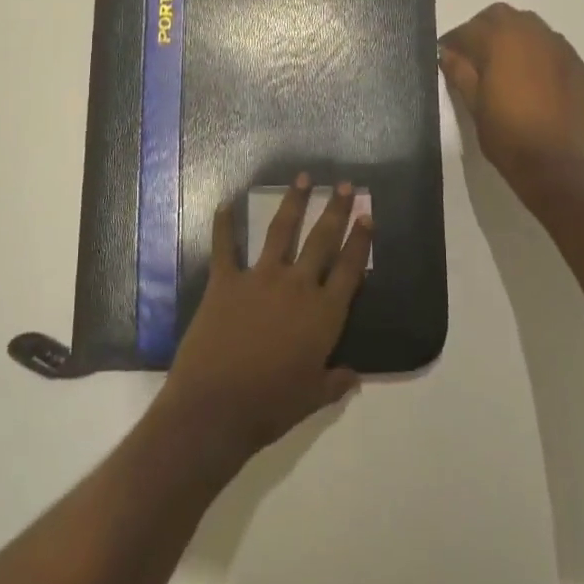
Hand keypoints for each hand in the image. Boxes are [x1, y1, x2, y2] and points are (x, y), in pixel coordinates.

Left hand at [158, 176, 370, 463]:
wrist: (216, 406)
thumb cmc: (271, 406)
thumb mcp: (313, 398)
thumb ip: (336, 382)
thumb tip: (354, 376)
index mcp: (324, 314)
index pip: (350, 269)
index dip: (360, 241)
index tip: (367, 215)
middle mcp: (297, 286)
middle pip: (322, 240)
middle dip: (335, 209)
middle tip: (344, 184)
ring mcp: (260, 279)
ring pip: (281, 231)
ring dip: (293, 202)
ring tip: (302, 177)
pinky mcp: (225, 282)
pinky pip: (224, 247)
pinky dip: (223, 225)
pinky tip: (224, 204)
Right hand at [439, 3, 583, 198]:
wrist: (556, 163)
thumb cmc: (506, 133)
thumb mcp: (473, 104)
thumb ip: (459, 71)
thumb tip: (447, 53)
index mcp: (502, 40)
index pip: (469, 29)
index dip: (453, 41)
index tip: (445, 54)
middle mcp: (533, 33)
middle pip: (501, 16)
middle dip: (483, 30)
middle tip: (472, 55)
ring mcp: (560, 47)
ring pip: (530, 27)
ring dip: (511, 37)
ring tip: (502, 64)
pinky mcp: (577, 65)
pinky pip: (550, 46)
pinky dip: (535, 52)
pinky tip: (529, 77)